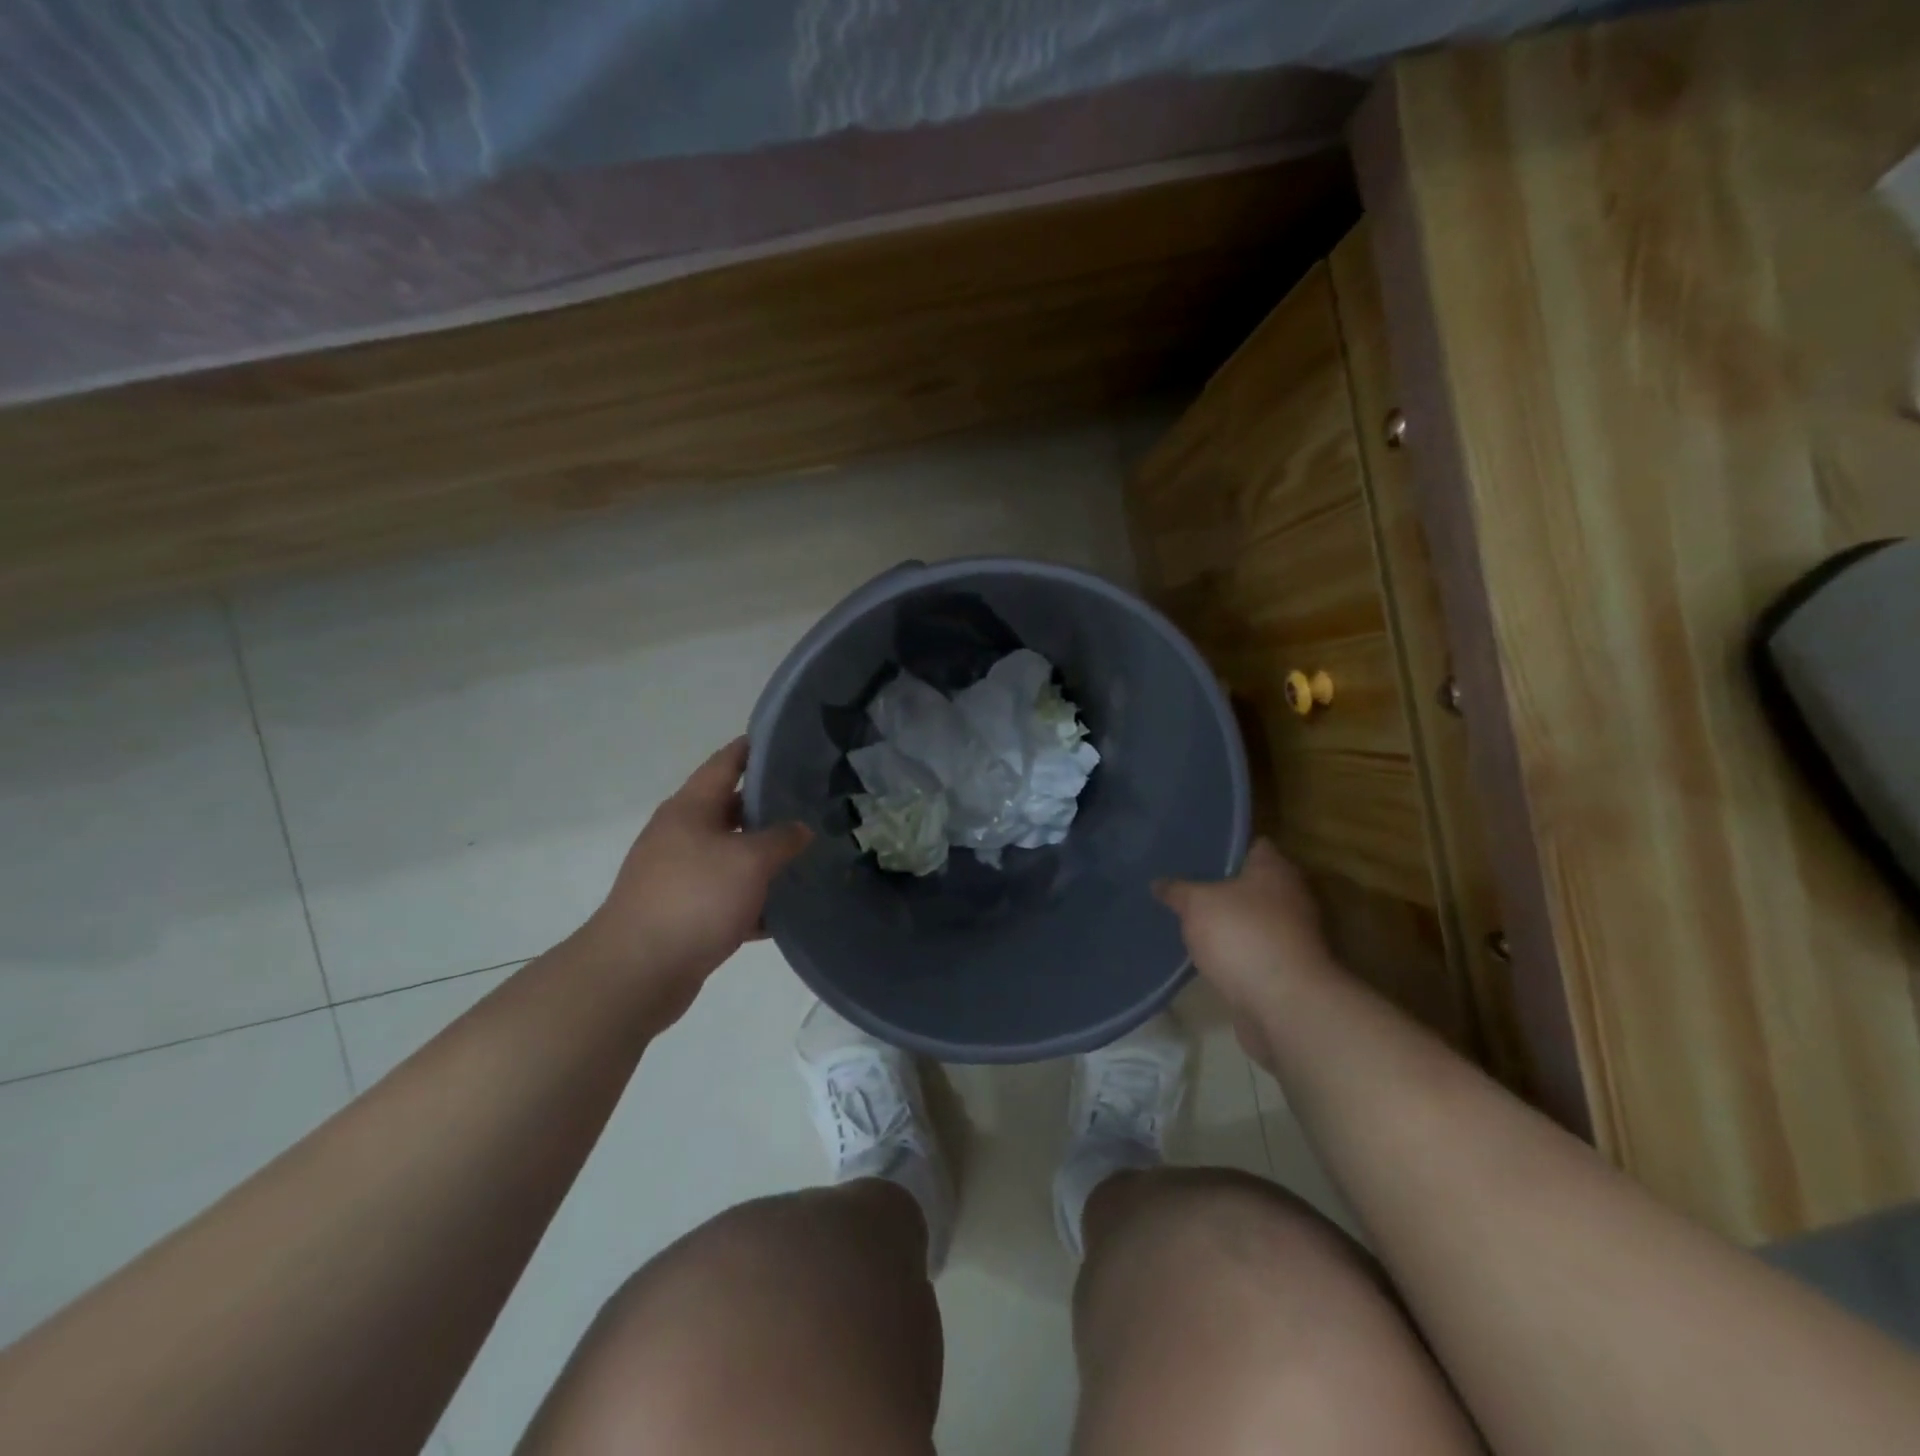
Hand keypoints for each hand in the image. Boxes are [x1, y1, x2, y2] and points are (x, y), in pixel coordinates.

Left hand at [578, 737, 810, 1022]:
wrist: (637, 972)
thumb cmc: (694, 898)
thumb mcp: (749, 861)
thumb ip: (781, 839)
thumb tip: (800, 829)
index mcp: (690, 809)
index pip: (725, 763)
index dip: (753, 749)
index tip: (786, 741)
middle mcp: (680, 835)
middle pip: (730, 810)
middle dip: (768, 807)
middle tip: (811, 804)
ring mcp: (679, 876)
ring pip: (730, 856)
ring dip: (763, 858)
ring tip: (807, 855)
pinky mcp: (682, 913)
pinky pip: (726, 897)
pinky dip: (752, 901)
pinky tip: (784, 911)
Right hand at [1154, 839, 1337, 1066]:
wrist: (1284, 1005)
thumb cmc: (1243, 936)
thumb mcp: (1197, 903)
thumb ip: (1177, 890)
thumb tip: (1159, 882)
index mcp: (1275, 869)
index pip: (1250, 844)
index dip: (1222, 844)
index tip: (1192, 848)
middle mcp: (1289, 896)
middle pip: (1249, 882)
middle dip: (1218, 884)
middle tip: (1180, 882)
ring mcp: (1290, 934)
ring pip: (1248, 918)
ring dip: (1224, 920)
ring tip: (1184, 917)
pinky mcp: (1283, 968)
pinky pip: (1249, 949)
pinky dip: (1230, 950)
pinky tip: (1201, 951)